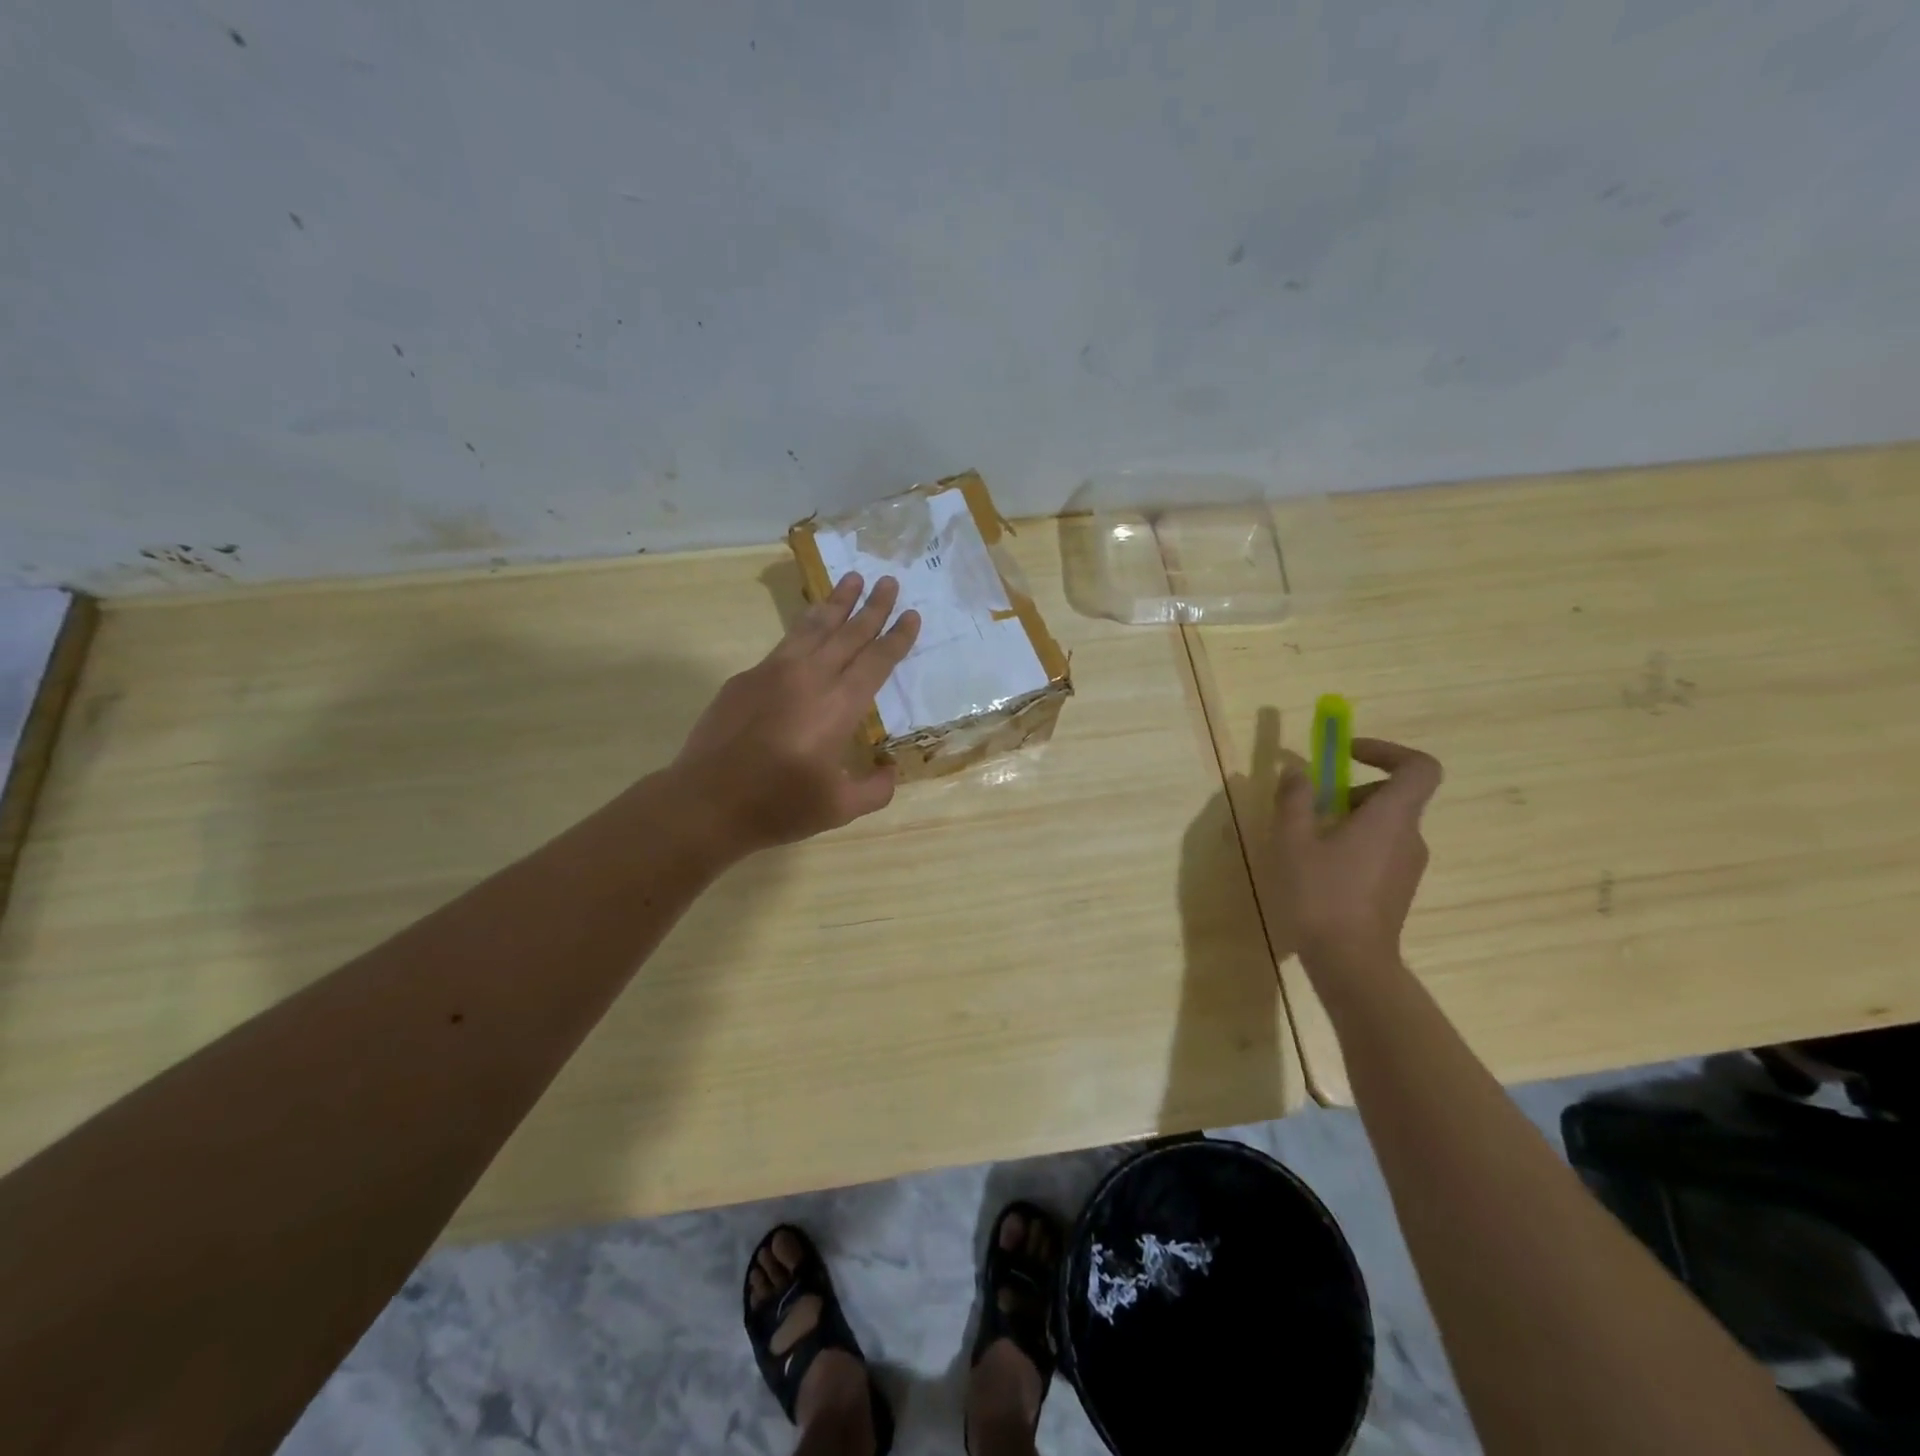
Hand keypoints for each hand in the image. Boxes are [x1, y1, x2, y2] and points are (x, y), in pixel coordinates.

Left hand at [671, 571, 919, 857]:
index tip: (912, 613)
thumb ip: (875, 789)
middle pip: (848, 633)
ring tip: (853, 579)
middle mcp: (810, 678)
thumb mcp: (840, 808)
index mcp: (838, 706)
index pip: (876, 661)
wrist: (707, 802)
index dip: (896, 637)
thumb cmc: (779, 806)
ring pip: (813, 627)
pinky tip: (809, 624)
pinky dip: (804, 626)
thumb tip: (889, 770)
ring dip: (836, 602)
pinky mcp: (746, 678)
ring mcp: (773, 672)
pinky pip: (785, 642)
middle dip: (872, 606)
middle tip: (889, 580)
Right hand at [1267, 738, 1442, 971]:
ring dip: (1348, 820)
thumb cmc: (1321, 894)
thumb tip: (1297, 772)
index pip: (1419, 767)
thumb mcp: (1293, 840)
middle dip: (1350, 790)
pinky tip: (1319, 870)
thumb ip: (1295, 799)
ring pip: (1383, 825)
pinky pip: (1380, 851)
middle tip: (1310, 806)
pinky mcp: (1398, 890)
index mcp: (1392, 817)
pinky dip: (1353, 845)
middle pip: (1393, 796)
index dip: (1388, 751)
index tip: (1348, 754)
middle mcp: (1410, 837)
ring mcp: (1408, 866)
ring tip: (1306, 841)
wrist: (1350, 962)